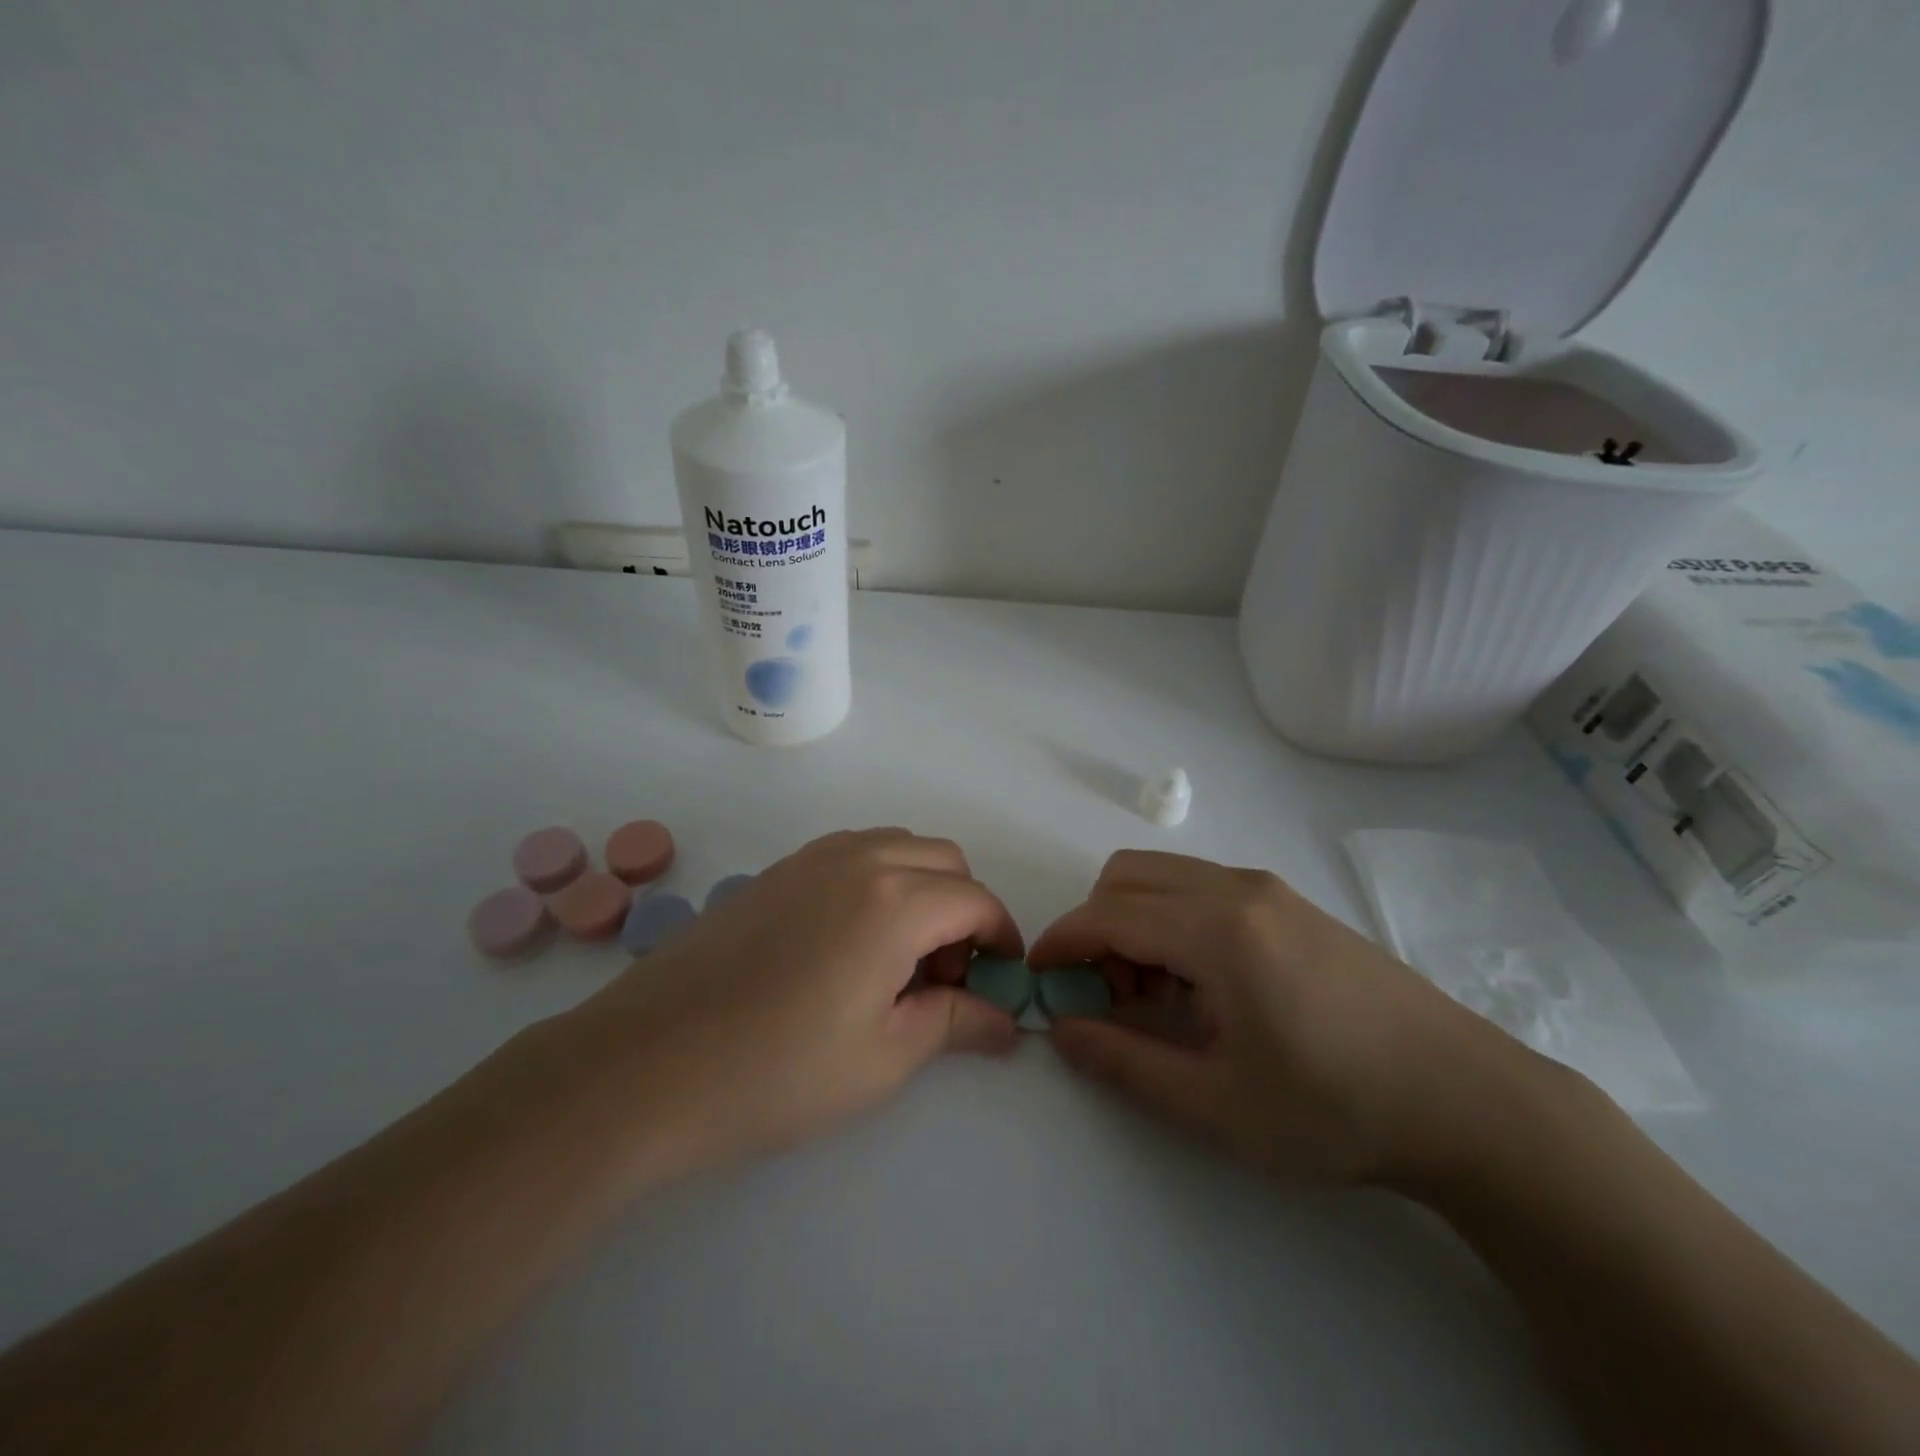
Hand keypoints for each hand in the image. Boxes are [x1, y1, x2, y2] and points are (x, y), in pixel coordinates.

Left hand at [553, 829, 1022, 1183]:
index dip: (1001, 938)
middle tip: (944, 976)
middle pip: (943, 860)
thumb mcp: (882, 1058)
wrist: (646, 1065)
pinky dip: (877, 879)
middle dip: (963, 909)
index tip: (1001, 980)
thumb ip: (954, 1023)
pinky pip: (851, 853)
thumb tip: (1005, 1020)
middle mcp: (858, 859)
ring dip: (920, 887)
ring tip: (898, 957)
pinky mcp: (775, 870)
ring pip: (896, 846)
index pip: (976, 900)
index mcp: (894, 901)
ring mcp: (811, 858)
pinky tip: (849, 942)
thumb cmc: (777, 1072)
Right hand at [1029, 850, 1539, 1184]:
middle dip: (1095, 926)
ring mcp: (1268, 888)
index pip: (1107, 913)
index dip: (1061, 942)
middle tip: (1108, 995)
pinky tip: (1203, 984)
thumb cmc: (1337, 1110)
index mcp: (1217, 929)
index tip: (1039, 978)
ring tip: (1157, 995)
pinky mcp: (1290, 901)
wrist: (1467, 1100)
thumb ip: (1125, 1063)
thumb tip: (1062, 1028)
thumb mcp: (1217, 1105)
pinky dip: (1172, 918)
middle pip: (1127, 876)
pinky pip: (1201, 887)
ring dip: (1134, 920)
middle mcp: (1237, 888)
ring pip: (1164, 875)